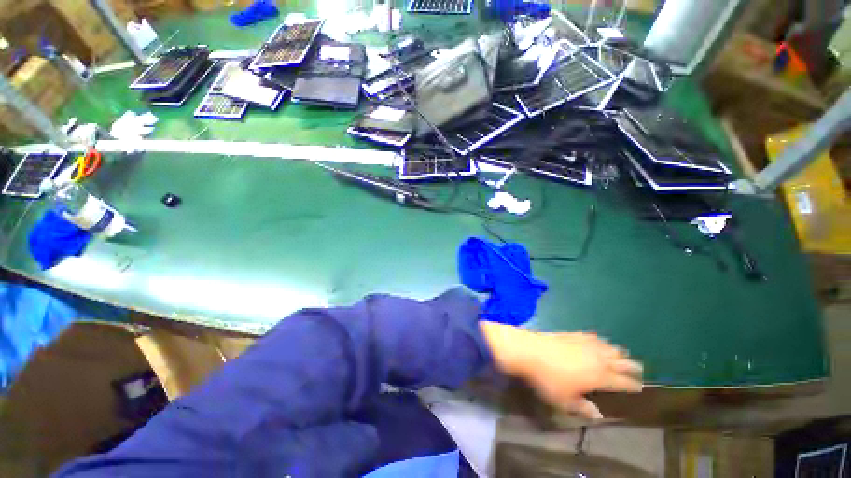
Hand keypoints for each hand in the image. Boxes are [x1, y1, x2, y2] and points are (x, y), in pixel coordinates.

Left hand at [480, 322, 642, 419]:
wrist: (529, 351)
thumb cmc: (547, 380)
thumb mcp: (564, 401)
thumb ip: (582, 408)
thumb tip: (598, 414)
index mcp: (599, 376)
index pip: (622, 382)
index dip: (632, 385)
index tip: (639, 387)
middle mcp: (597, 358)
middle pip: (620, 361)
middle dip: (632, 366)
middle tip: (639, 369)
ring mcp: (585, 343)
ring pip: (609, 347)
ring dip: (618, 352)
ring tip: (623, 354)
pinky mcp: (573, 334)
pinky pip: (593, 337)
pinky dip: (601, 340)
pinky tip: (600, 341)